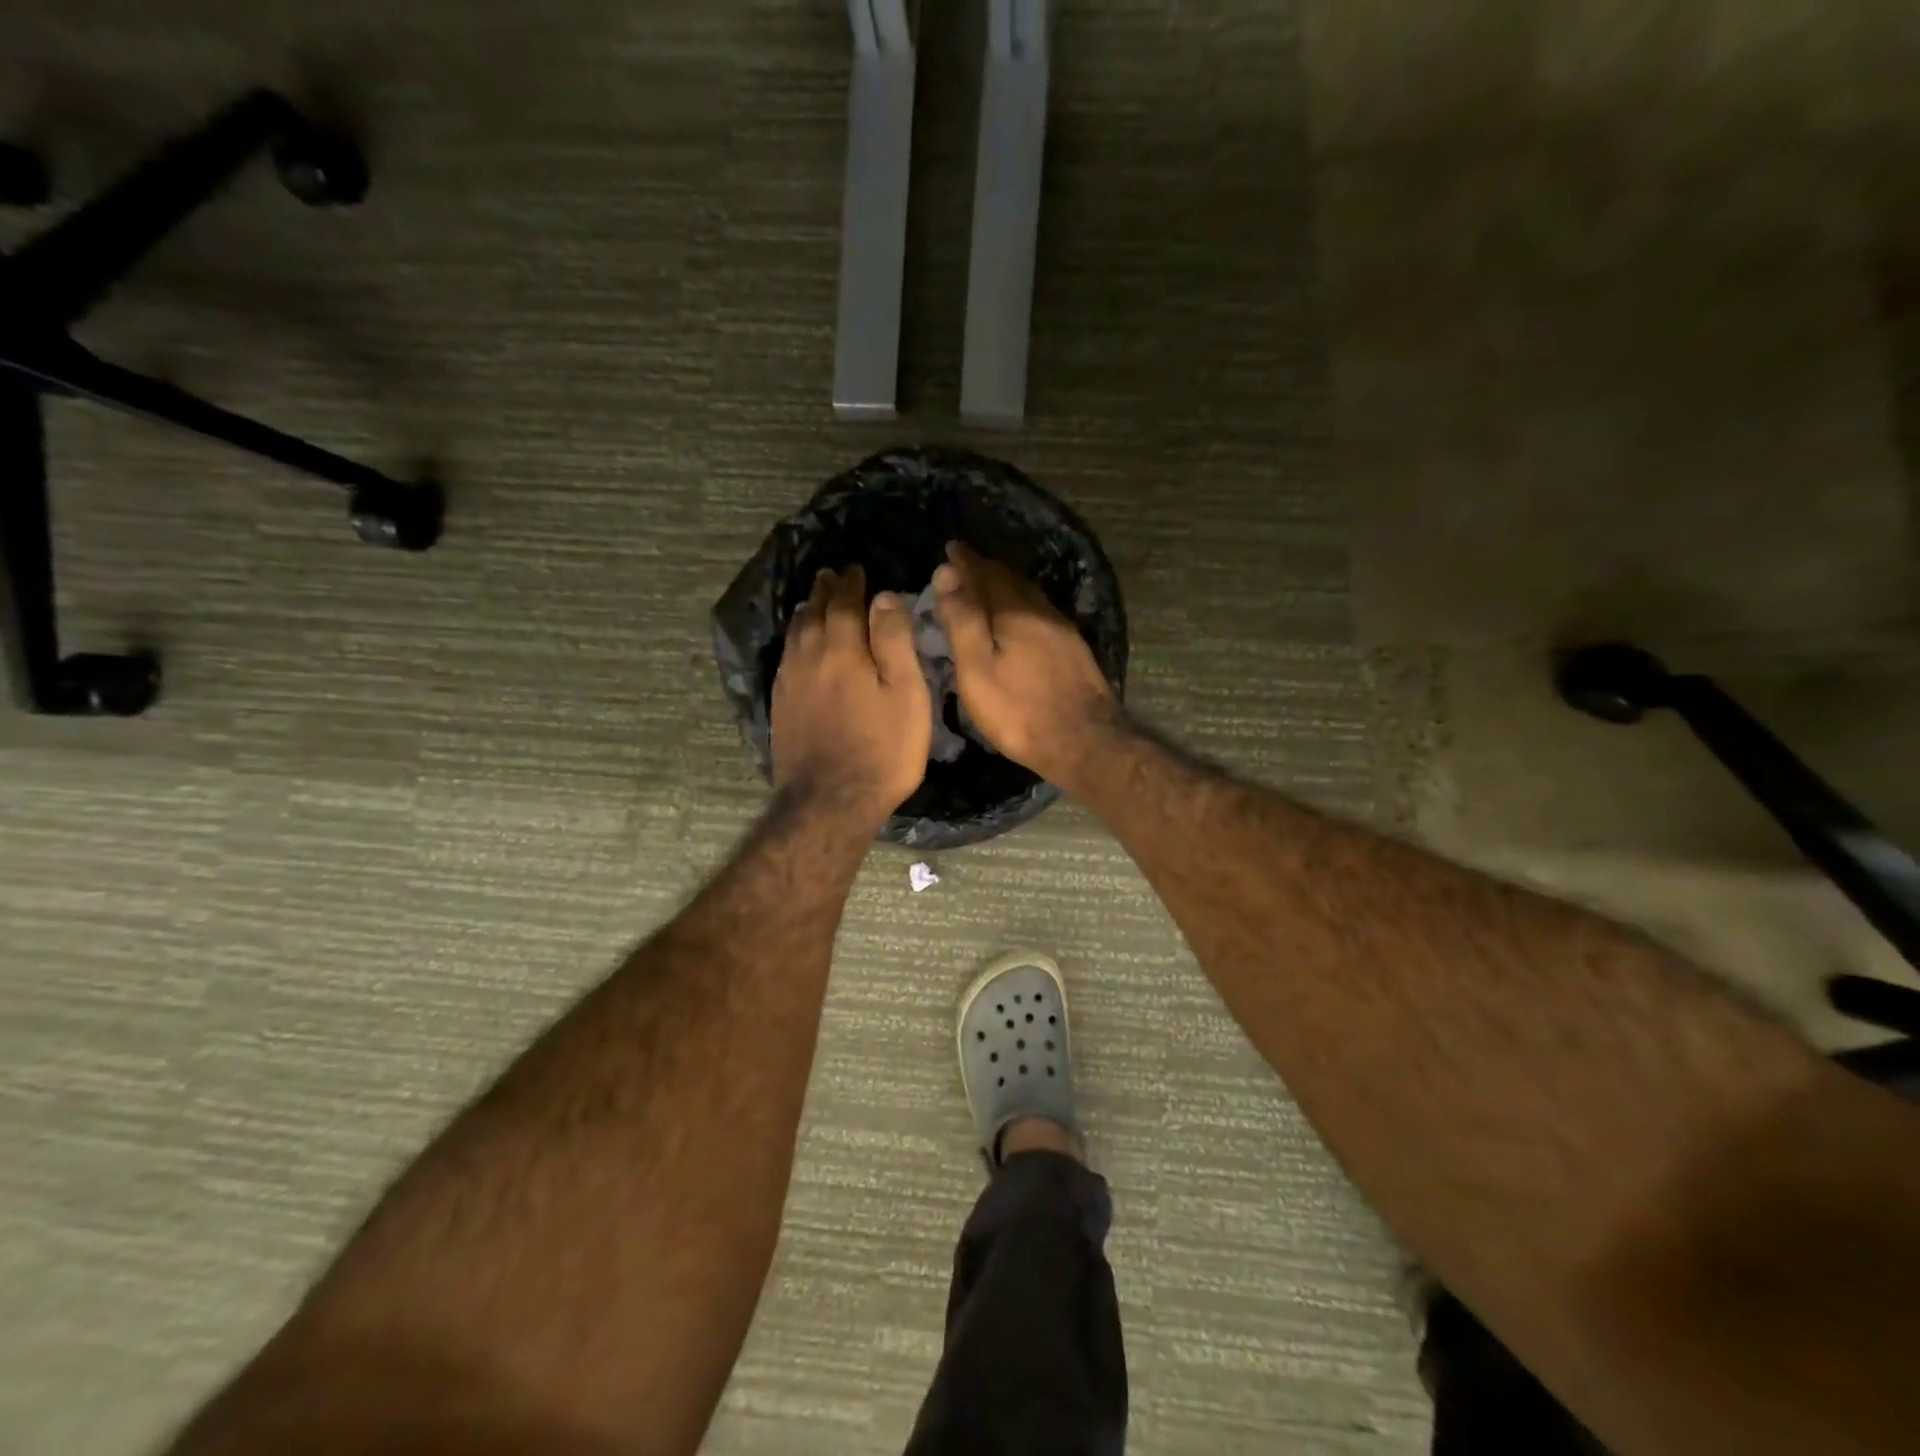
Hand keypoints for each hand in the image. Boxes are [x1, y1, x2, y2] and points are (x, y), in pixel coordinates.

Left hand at [772, 564, 930, 824]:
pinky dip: (794, 640)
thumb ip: (894, 642)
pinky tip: (798, 646)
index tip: (856, 569)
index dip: (851, 583)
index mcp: (843, 649)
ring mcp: (790, 682)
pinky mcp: (780, 705)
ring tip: (812, 601)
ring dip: (806, 611)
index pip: (844, 603)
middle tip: (831, 576)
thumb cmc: (883, 750)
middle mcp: (809, 657)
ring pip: (795, 634)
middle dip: (824, 591)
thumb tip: (884, 596)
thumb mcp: (906, 695)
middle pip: (813, 613)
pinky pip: (786, 657)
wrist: (831, 801)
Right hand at [932, 542, 1118, 788]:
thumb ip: (962, 620)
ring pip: (1029, 595)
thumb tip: (946, 571)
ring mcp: (1062, 630)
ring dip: (1006, 585)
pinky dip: (1023, 604)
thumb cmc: (1020, 711)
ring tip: (988, 584)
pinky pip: (1041, 612)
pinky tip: (1021, 616)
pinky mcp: (1074, 649)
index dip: (965, 560)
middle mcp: (1041, 611)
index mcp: (1014, 612)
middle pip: (1010, 580)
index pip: (985, 573)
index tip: (950, 547)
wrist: (1085, 741)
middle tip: (965, 563)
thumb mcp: (977, 670)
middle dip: (985, 568)